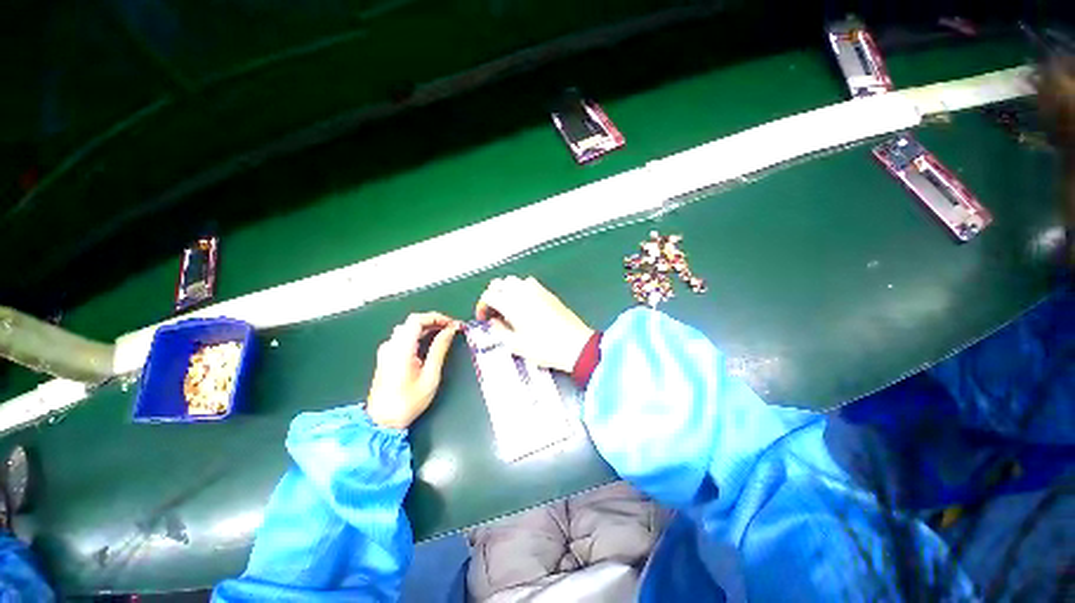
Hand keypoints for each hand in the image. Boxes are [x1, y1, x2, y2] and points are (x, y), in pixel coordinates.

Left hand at [367, 312, 460, 429]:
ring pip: (407, 329)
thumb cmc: (409, 401)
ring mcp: (386, 351)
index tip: (452, 324)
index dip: (436, 317)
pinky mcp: (386, 357)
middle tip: (451, 329)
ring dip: (426, 328)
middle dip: (434, 322)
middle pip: (412, 323)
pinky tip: (429, 344)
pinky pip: (402, 338)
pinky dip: (418, 336)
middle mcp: (390, 346)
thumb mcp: (430, 376)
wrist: (382, 421)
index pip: (416, 320)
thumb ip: (439, 349)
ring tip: (444, 335)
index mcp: (401, 349)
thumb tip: (450, 330)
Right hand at [475, 276, 593, 371]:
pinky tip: (525, 304)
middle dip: (493, 294)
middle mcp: (523, 291)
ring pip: (515, 281)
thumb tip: (493, 322)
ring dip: (507, 290)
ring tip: (508, 307)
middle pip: (500, 283)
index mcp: (512, 303)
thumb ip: (499, 331)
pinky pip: (529, 284)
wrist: (575, 345)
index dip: (482, 305)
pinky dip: (521, 289)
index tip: (483, 317)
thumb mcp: (516, 345)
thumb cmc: (544, 347)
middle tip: (493, 310)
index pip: (489, 295)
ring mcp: (537, 290)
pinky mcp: (548, 293)